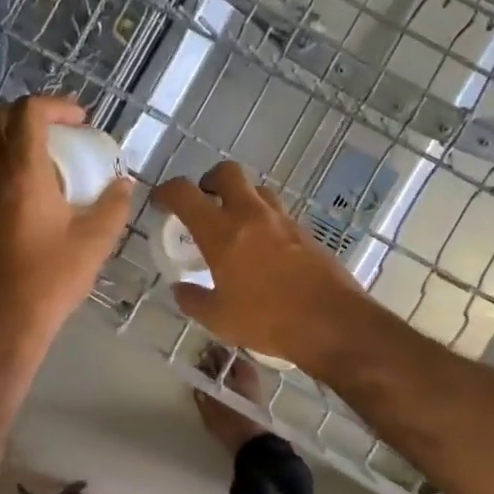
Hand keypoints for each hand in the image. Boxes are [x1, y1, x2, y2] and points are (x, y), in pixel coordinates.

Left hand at [0, 96, 132, 370]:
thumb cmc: (49, 281)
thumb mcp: (94, 243)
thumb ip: (113, 205)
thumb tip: (124, 182)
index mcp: (22, 173)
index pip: (27, 113)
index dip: (55, 105)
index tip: (80, 120)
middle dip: (23, 111)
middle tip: (54, 129)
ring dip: (1, 131)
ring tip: (33, 150)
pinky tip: (17, 182)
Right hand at [152, 162, 367, 375]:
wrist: (332, 322)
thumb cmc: (268, 320)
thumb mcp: (219, 319)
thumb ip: (193, 300)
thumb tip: (180, 289)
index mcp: (221, 232)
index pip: (185, 193)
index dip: (167, 191)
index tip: (161, 203)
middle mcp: (251, 215)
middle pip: (227, 172)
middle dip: (210, 180)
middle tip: (204, 203)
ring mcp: (282, 220)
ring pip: (257, 190)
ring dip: (241, 198)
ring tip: (235, 227)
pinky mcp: (305, 232)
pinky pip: (278, 214)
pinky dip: (264, 221)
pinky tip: (263, 250)